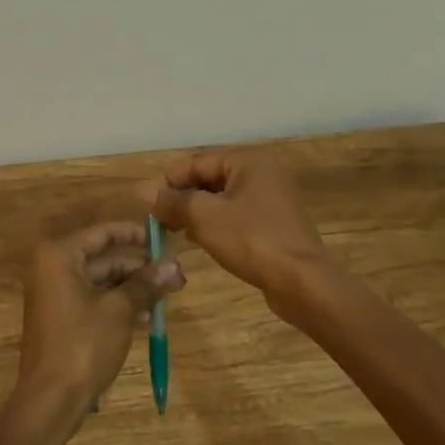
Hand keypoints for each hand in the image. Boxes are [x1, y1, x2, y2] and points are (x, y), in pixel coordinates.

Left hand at [17, 222, 182, 417]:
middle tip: (174, 276)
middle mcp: (52, 268)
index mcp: (59, 255)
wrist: (50, 401)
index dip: (134, 234)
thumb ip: (146, 284)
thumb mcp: (120, 311)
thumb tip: (175, 265)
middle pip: (103, 258)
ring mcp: (54, 294)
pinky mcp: (61, 318)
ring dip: (133, 288)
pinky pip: (94, 300)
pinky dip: (118, 305)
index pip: (103, 233)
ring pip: (101, 281)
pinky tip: (147, 317)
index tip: (163, 238)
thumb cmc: (82, 345)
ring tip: (167, 297)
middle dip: (139, 268)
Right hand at [141, 150, 333, 299]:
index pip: (196, 162)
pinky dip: (215, 223)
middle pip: (209, 178)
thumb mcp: (204, 217)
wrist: (303, 284)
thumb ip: (172, 201)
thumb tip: (141, 191)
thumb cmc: (252, 240)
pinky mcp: (274, 223)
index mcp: (248, 160)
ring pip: (221, 198)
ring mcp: (271, 198)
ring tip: (172, 230)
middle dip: (181, 197)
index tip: (145, 203)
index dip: (167, 181)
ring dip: (195, 212)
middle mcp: (262, 172)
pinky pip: (235, 215)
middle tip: (156, 219)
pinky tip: (197, 239)